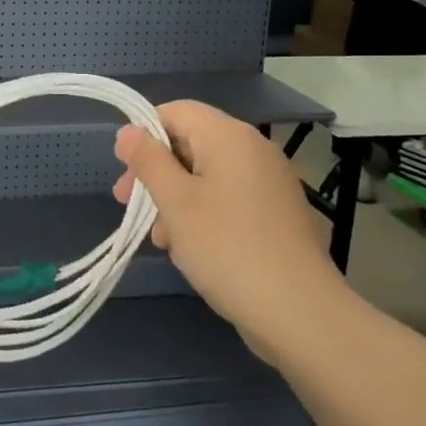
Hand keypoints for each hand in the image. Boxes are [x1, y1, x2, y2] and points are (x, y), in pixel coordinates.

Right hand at [112, 101, 340, 337]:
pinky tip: (189, 248)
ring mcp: (269, 182)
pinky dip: (202, 213)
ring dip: (176, 198)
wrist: (300, 313)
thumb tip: (128, 132)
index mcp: (230, 136)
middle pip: (191, 143)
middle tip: (128, 204)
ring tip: (160, 237)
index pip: (176, 111)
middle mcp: (253, 150)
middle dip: (156, 172)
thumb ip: (148, 161)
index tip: (125, 171)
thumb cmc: (227, 248)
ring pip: (207, 175)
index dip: (144, 134)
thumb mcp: (175, 202)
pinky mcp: (276, 214)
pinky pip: (228, 199)